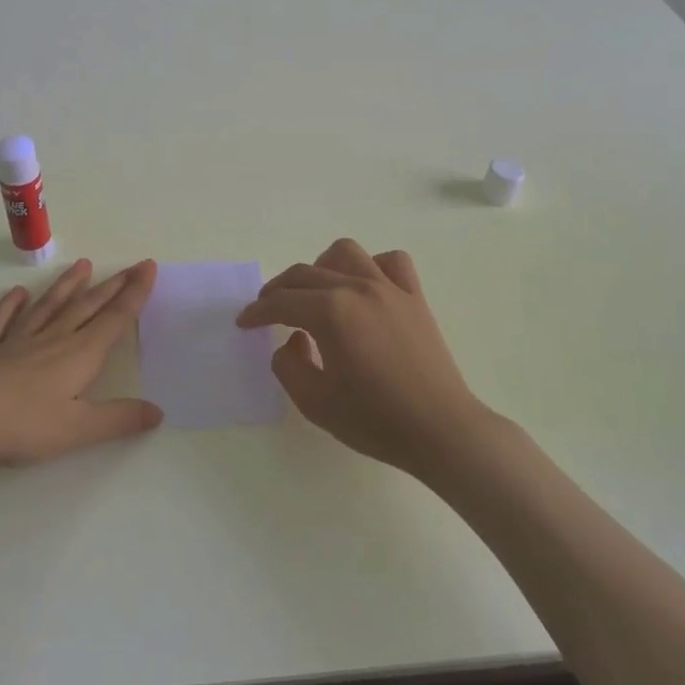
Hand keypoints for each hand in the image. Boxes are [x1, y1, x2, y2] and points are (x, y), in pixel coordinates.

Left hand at [0, 258, 163, 472]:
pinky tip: (17, 294)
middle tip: (130, 265)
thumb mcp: (78, 428)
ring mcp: (17, 342)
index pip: (114, 319)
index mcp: (79, 355)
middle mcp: (52, 340)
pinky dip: (10, 307)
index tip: (147, 266)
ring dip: (67, 286)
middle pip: (86, 307)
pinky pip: (2, 322)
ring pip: (48, 307)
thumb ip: (119, 419)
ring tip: (83, 265)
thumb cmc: (23, 423)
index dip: (134, 294)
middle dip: (112, 286)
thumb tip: (157, 412)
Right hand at [235, 239, 486, 477]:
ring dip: (322, 266)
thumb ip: (288, 365)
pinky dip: (371, 266)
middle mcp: (357, 288)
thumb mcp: (315, 402)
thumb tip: (292, 340)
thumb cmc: (375, 420)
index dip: (257, 312)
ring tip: (315, 291)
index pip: (282, 302)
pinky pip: (390, 262)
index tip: (244, 322)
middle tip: (267, 310)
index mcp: (331, 312)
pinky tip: (364, 287)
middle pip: (306, 274)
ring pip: (345, 253)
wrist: (440, 431)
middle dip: (279, 289)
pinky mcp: (414, 297)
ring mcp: (390, 288)